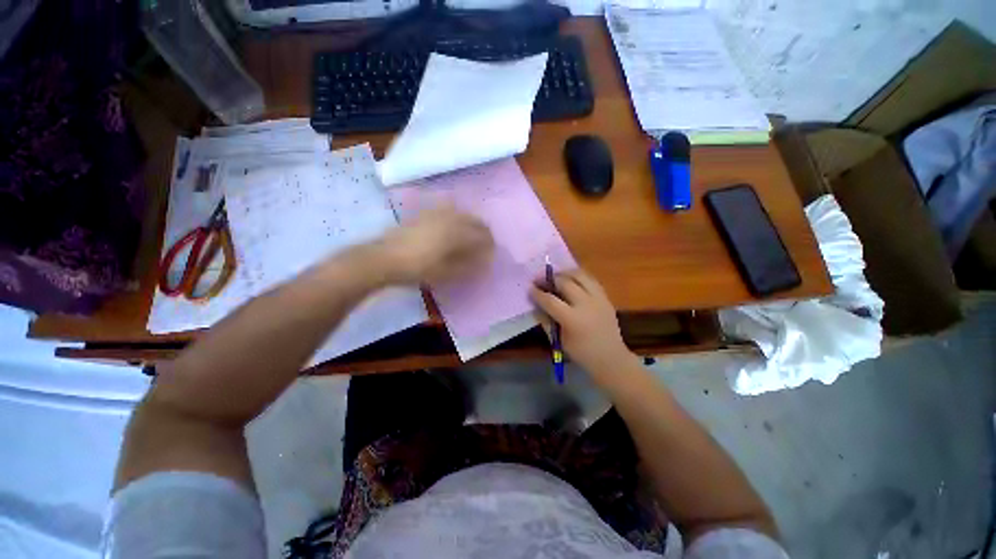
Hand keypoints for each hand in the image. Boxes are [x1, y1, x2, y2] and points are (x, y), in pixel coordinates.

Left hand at [377, 207, 493, 284]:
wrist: (385, 258)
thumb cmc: (419, 268)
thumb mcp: (447, 273)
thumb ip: (469, 266)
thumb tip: (483, 262)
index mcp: (458, 232)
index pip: (483, 235)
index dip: (490, 245)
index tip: (492, 254)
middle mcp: (450, 218)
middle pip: (475, 221)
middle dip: (483, 232)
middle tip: (485, 246)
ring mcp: (436, 213)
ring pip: (462, 214)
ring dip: (471, 224)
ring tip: (471, 238)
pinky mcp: (425, 213)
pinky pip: (448, 212)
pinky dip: (457, 219)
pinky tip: (452, 229)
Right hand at [530, 269, 639, 381]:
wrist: (611, 358)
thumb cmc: (581, 353)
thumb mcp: (559, 340)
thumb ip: (546, 320)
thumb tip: (536, 304)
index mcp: (572, 320)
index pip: (550, 300)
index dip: (538, 293)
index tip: (530, 288)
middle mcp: (586, 305)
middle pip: (565, 282)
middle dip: (550, 279)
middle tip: (540, 279)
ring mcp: (598, 298)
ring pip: (580, 275)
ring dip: (565, 273)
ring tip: (555, 276)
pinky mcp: (605, 297)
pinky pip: (590, 279)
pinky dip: (578, 276)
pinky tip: (571, 279)